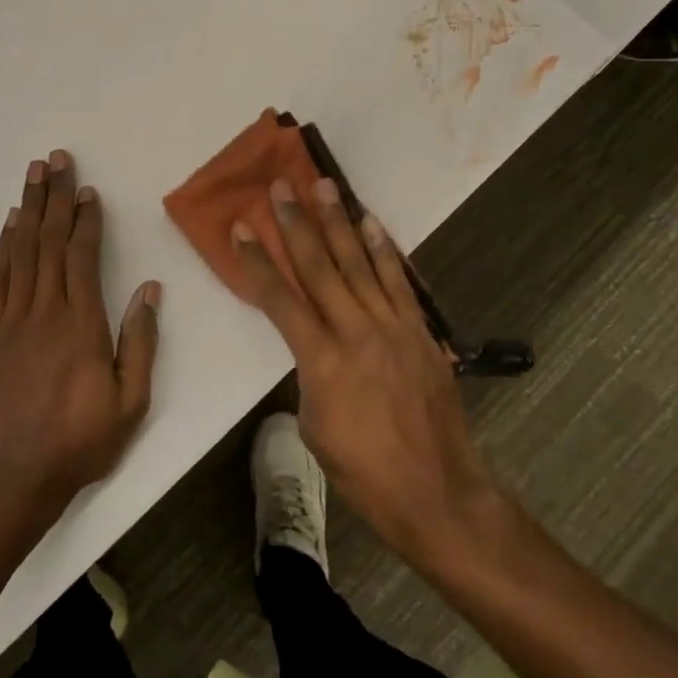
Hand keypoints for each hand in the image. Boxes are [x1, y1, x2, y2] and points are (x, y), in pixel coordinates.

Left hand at [0, 150, 159, 507]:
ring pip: (21, 253)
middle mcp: (45, 311)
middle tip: (56, 160)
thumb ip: (140, 341)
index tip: (88, 190)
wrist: (15, 477)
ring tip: (33, 176)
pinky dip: (3, 248)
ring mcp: (11, 321)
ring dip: (28, 210)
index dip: (86, 220)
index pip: (83, 256)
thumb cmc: (82, 440)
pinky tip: (9, 226)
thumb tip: (150, 290)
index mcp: (82, 324)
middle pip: (49, 242)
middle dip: (55, 198)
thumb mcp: (131, 399)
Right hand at [232, 177, 499, 567]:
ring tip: (325, 186)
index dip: (257, 262)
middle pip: (320, 268)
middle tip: (282, 186)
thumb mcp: (315, 427)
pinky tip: (372, 224)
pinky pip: (398, 283)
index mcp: (321, 361)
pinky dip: (384, 251)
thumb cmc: (364, 472)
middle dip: (297, 224)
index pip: (280, 300)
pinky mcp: (420, 333)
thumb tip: (315, 350)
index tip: (242, 229)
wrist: (435, 491)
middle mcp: (356, 333)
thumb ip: (310, 377)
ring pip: (360, 264)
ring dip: (340, 222)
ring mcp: (393, 328)